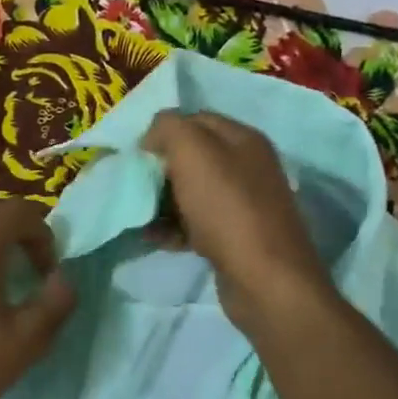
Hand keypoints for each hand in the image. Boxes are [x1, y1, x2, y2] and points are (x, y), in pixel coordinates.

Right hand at [140, 109, 333, 338]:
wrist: (263, 280)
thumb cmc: (227, 210)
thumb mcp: (193, 153)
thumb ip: (169, 128)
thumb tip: (153, 134)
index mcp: (243, 139)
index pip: (194, 119)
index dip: (162, 132)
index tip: (135, 154)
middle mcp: (247, 166)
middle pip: (191, 157)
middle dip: (159, 169)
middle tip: (134, 184)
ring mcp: (242, 204)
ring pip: (190, 192)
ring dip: (161, 201)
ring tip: (139, 215)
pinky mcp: (234, 237)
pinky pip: (194, 223)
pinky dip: (172, 228)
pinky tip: (155, 238)